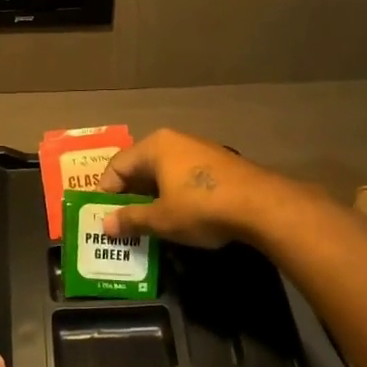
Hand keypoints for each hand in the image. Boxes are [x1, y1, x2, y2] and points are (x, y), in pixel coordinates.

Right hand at [97, 128, 288, 247]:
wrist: (262, 206)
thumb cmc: (201, 207)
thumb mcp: (161, 219)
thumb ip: (130, 219)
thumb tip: (105, 225)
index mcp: (154, 146)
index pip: (117, 165)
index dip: (106, 192)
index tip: (104, 217)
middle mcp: (175, 141)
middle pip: (140, 167)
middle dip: (129, 195)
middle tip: (122, 222)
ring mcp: (200, 150)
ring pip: (164, 173)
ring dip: (153, 197)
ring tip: (148, 223)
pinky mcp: (219, 164)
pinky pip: (185, 177)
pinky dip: (174, 195)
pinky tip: (178, 216)